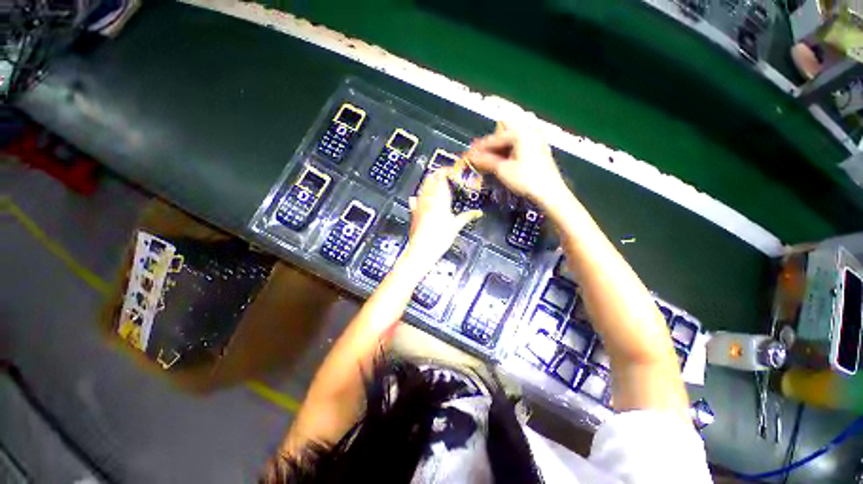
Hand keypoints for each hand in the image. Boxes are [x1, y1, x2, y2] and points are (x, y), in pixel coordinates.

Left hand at [405, 168, 481, 267]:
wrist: (421, 250)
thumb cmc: (438, 239)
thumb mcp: (456, 226)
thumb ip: (467, 216)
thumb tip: (477, 213)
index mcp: (439, 199)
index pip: (441, 176)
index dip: (447, 171)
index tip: (454, 173)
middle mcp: (427, 198)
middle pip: (430, 177)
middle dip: (439, 174)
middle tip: (448, 178)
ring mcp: (419, 204)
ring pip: (423, 185)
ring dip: (431, 182)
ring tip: (439, 186)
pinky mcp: (414, 211)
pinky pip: (417, 196)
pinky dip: (423, 193)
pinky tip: (425, 197)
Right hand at [465, 120, 567, 206]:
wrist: (550, 192)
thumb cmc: (526, 179)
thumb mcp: (503, 170)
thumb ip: (486, 160)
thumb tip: (471, 156)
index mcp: (520, 132)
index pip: (494, 139)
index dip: (479, 148)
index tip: (468, 154)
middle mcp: (529, 131)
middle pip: (502, 137)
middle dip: (488, 148)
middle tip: (476, 158)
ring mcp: (535, 139)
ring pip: (510, 142)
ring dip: (497, 151)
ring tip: (486, 162)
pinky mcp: (538, 149)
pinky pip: (518, 147)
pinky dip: (507, 153)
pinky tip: (500, 162)